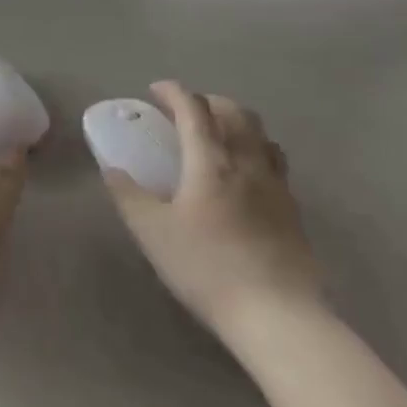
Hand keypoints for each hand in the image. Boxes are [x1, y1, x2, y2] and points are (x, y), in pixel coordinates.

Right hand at [103, 83, 321, 338]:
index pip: (194, 109)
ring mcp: (276, 186)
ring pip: (261, 135)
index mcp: (211, 162)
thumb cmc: (206, 268)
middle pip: (235, 113)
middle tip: (185, 111)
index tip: (155, 90)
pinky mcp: (294, 211)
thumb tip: (112, 169)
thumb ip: (128, 195)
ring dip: (237, 123)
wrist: (277, 316)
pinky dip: (255, 151)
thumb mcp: (152, 232)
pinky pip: (274, 163)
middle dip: (208, 101)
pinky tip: (243, 177)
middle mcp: (247, 163)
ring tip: (218, 137)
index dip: (174, 92)